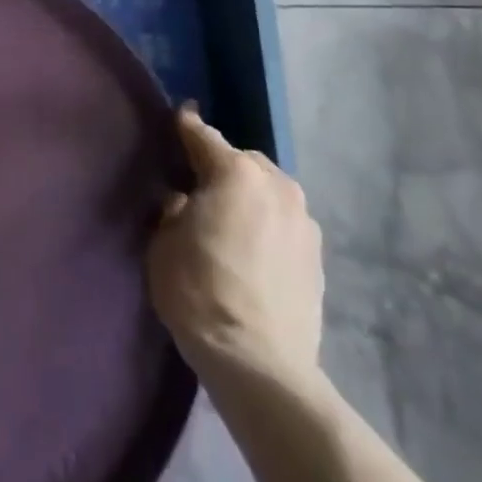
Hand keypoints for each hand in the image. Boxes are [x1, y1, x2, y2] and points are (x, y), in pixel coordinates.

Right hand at [147, 109, 323, 393]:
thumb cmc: (199, 291)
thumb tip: (184, 200)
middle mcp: (277, 185)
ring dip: (249, 198)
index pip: (203, 136)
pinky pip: (284, 224)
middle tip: (198, 190)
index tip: (179, 117)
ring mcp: (304, 221)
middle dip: (221, 168)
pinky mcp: (318, 256)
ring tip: (229, 223)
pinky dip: (267, 226)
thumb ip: (173, 208)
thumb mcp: (163, 242)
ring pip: (268, 192)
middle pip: (242, 161)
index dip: (185, 127)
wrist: (259, 363)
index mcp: (236, 172)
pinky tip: (252, 252)